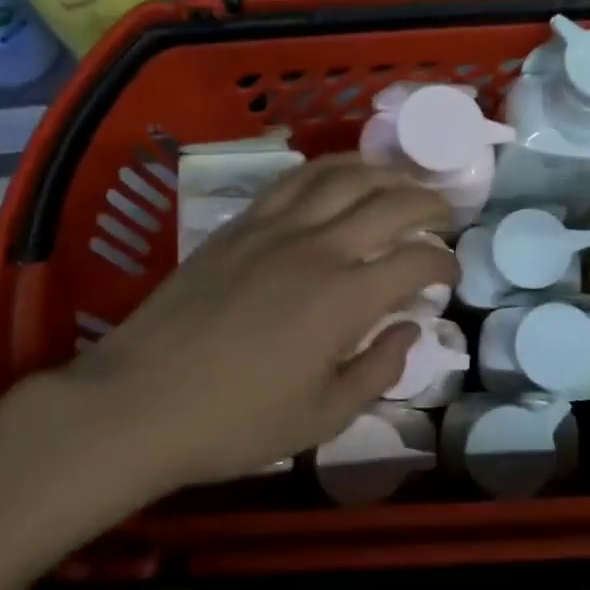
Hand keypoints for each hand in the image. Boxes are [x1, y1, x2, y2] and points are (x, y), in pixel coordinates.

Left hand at [29, 156, 456, 506]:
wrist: (139, 401)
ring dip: (383, 173)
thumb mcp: (322, 417)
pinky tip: (339, 176)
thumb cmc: (236, 421)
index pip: (415, 262)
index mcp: (345, 299)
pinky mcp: (241, 224)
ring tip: (402, 182)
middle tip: (443, 216)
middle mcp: (319, 248)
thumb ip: (378, 371)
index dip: (443, 264)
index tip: (450, 274)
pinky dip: (329, 169)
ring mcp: (276, 228)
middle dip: (428, 204)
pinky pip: (294, 180)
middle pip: (389, 203)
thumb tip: (408, 331)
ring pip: (342, 177)